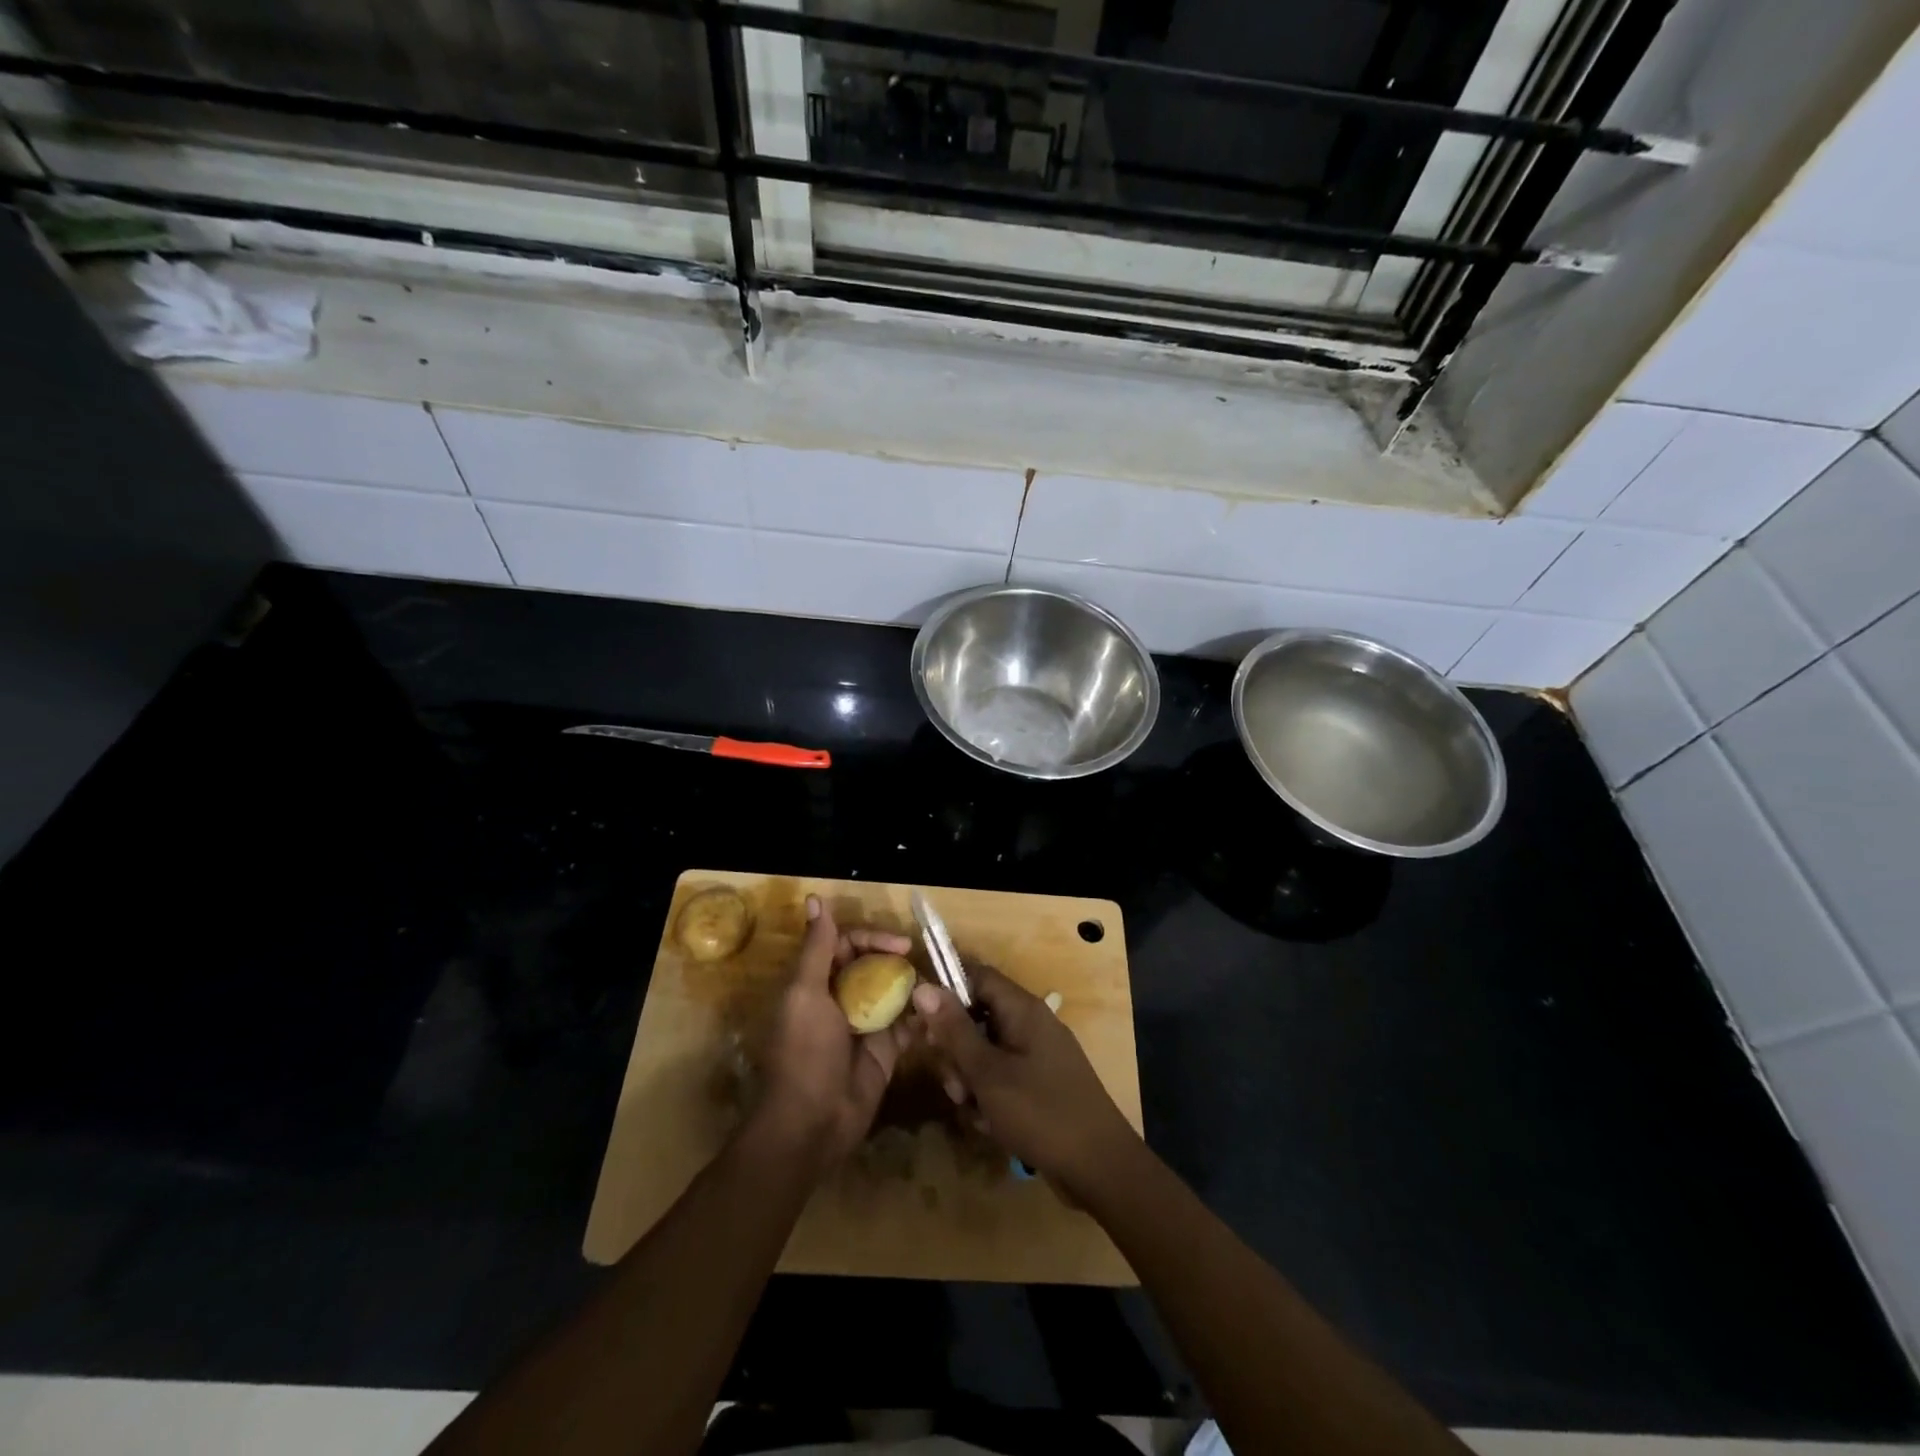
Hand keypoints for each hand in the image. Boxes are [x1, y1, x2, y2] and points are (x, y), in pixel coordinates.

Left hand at [756, 895, 911, 1170]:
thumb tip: (816, 898)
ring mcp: (864, 1025)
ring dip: (911, 985)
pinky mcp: (885, 1051)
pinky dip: (921, 1015)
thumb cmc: (805, 1053)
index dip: (872, 938)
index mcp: (816, 982)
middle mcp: (840, 998)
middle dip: (895, 959)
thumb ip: (817, 947)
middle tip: (919, 961)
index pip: (847, 944)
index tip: (899, 945)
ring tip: (935, 983)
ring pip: (892, 991)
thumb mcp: (806, 994)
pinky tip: (938, 1010)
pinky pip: (907, 1024)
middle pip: (872, 964)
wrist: (812, 1124)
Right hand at [911, 966, 1141, 1204]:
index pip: (976, 975)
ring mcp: (1038, 1054)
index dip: (945, 990)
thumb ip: (954, 1030)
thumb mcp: (988, 1073)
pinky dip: (990, 1096)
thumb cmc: (1040, 1112)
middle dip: (957, 1050)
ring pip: (986, 1051)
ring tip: (974, 1110)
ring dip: (971, 1079)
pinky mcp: (1041, 1082)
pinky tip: (991, 1125)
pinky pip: (1003, 1076)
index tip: (919, 1021)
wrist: (1100, 1167)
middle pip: (977, 1016)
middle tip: (953, 1084)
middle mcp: (1031, 1023)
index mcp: (1022, 1009)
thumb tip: (923, 987)